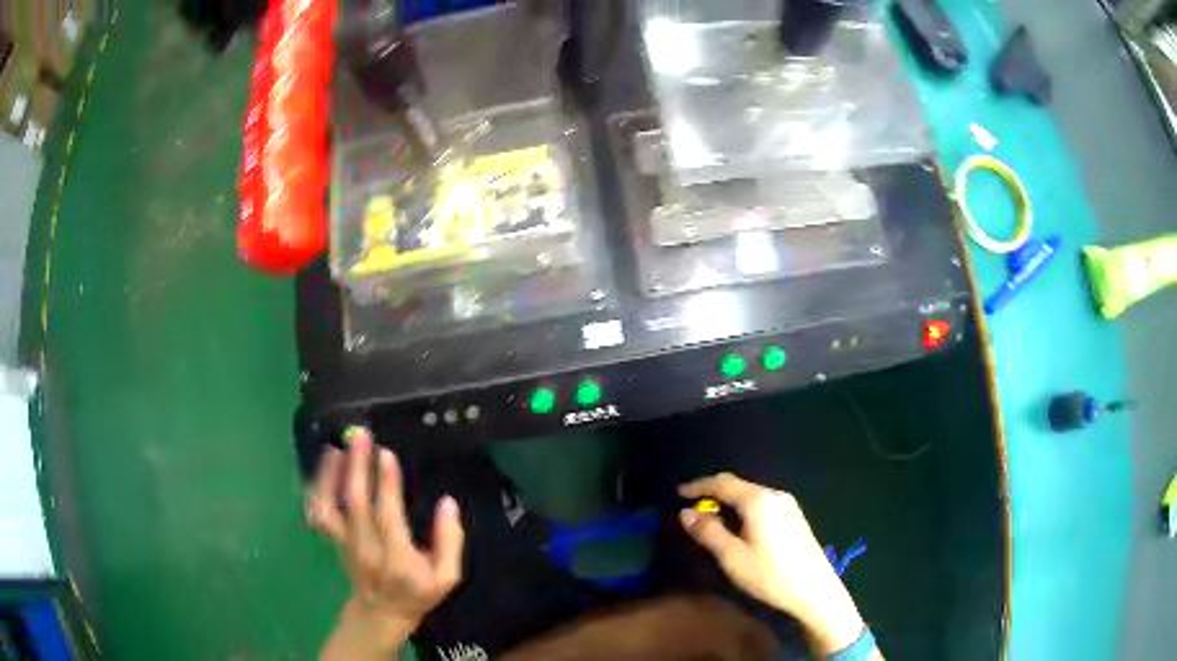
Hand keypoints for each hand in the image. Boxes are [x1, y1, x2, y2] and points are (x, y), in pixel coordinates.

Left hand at [307, 428, 464, 657]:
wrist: (381, 613)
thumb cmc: (418, 593)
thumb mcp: (447, 576)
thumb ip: (450, 541)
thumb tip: (448, 503)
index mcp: (396, 557)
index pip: (387, 515)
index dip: (386, 483)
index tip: (386, 453)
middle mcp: (365, 548)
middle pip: (354, 502)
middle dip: (356, 465)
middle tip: (360, 435)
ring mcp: (344, 543)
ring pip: (328, 506)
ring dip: (329, 475)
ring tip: (336, 448)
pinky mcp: (333, 540)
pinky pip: (317, 513)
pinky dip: (316, 489)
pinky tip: (324, 467)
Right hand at [679, 473, 864, 655]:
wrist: (814, 590)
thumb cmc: (770, 574)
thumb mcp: (732, 557)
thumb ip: (708, 532)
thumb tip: (685, 513)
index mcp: (758, 501)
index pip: (723, 483)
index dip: (698, 486)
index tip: (678, 493)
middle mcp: (774, 495)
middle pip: (738, 485)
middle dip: (713, 492)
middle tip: (691, 506)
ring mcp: (788, 505)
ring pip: (750, 494)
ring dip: (729, 502)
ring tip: (711, 518)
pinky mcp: (794, 517)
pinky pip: (762, 503)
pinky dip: (743, 508)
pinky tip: (738, 526)